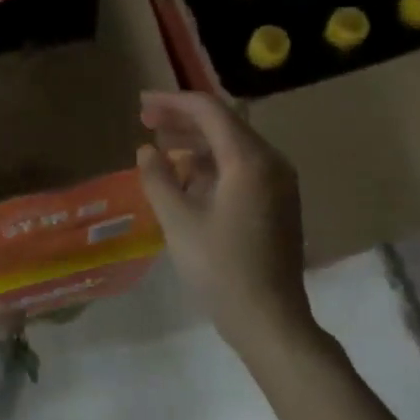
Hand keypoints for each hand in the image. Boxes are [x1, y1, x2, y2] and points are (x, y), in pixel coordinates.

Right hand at [135, 91, 312, 353]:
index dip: (173, 102)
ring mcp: (278, 183)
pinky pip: (242, 169)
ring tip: (160, 146)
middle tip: (145, 121)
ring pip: (233, 147)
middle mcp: (271, 162)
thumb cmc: (220, 269)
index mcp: (249, 160)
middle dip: (183, 119)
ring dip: (196, 142)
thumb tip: (146, 151)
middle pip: (225, 124)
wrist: (268, 317)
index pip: (210, 111)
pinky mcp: (277, 203)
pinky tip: (185, 178)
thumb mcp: (178, 222)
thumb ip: (158, 179)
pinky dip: (212, 165)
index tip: (141, 105)